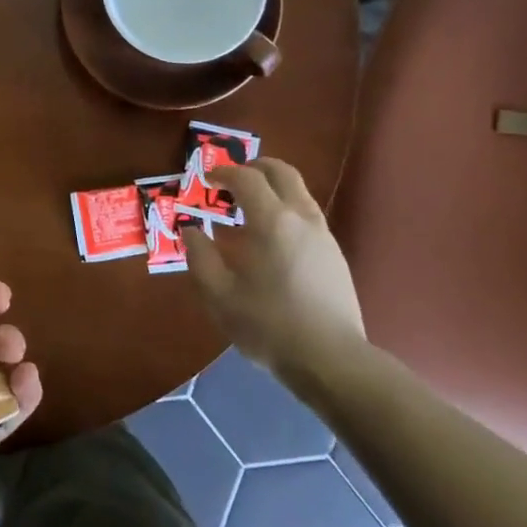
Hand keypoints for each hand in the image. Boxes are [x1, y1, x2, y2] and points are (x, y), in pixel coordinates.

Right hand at [184, 160, 366, 383]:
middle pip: (282, 172)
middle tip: (232, 179)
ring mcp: (323, 235)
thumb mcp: (219, 295)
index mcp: (271, 222)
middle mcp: (301, 218)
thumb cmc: (268, 325)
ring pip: (299, 192)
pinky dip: (285, 210)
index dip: (224, 172)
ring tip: (248, 209)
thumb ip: (200, 256)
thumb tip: (191, 230)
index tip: (207, 178)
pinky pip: (307, 215)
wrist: (331, 360)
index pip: (246, 178)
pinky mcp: (335, 254)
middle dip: (255, 167)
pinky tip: (270, 240)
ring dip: (272, 188)